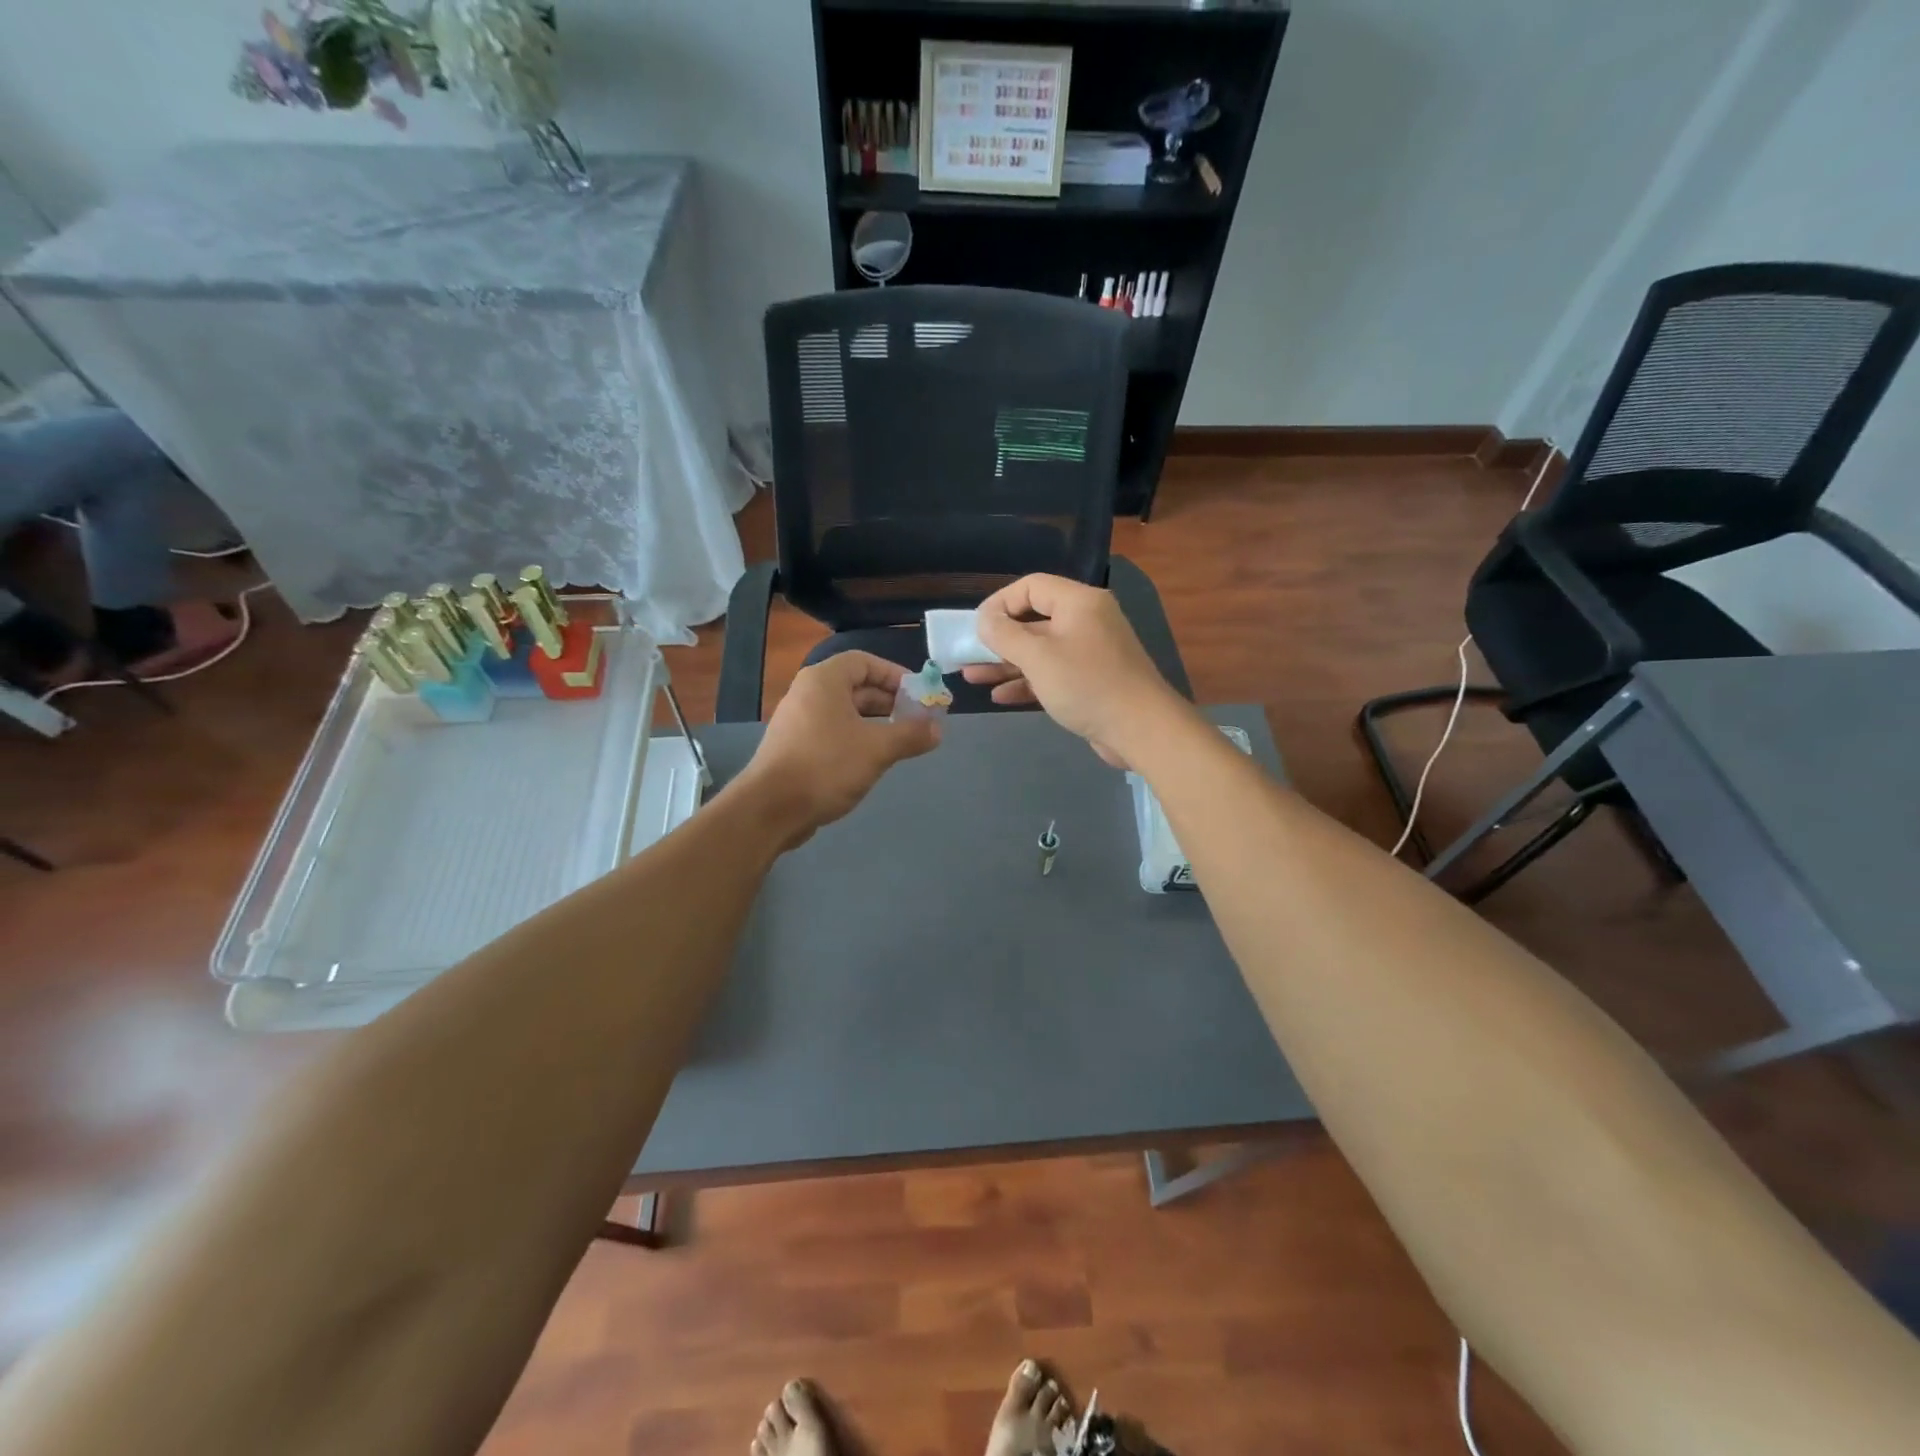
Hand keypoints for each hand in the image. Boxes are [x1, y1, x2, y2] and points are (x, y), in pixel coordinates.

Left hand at [735, 651, 940, 848]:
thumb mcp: (877, 749)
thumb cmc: (826, 766)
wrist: (770, 809)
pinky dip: (857, 738)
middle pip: (856, 686)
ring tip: (902, 741)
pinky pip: (834, 732)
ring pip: (846, 712)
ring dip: (876, 722)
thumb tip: (938, 729)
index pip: (865, 661)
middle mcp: (808, 694)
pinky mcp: (796, 747)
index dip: (895, 674)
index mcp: (824, 680)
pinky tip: (874, 760)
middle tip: (917, 720)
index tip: (919, 694)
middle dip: (890, 701)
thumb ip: (910, 735)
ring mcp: (799, 721)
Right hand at [965, 574, 1186, 767]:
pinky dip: (1027, 682)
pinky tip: (1000, 696)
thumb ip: (1005, 635)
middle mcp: (1086, 621)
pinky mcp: (1090, 681)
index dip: (1000, 602)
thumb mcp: (1038, 657)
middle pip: (1034, 620)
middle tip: (968, 653)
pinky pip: (1052, 674)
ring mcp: (1089, 653)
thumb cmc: (1086, 684)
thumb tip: (984, 619)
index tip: (976, 625)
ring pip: (1040, 651)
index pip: (1032, 586)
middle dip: (998, 639)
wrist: (1140, 729)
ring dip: (1006, 663)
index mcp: (1079, 602)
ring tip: (972, 677)